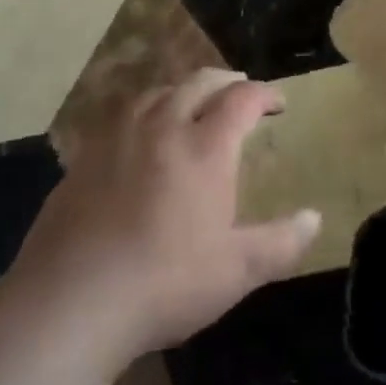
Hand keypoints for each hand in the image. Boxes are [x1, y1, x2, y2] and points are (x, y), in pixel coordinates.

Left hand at [9, 69, 319, 367]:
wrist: (70, 304)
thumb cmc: (165, 282)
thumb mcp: (237, 271)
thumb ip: (282, 242)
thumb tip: (315, 218)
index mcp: (204, 148)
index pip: (242, 99)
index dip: (264, 93)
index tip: (278, 103)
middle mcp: (162, 129)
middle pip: (198, 83)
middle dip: (225, 80)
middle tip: (239, 89)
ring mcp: (117, 140)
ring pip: (154, 93)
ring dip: (181, 90)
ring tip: (190, 102)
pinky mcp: (82, 161)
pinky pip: (118, 118)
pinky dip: (141, 113)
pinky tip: (138, 137)